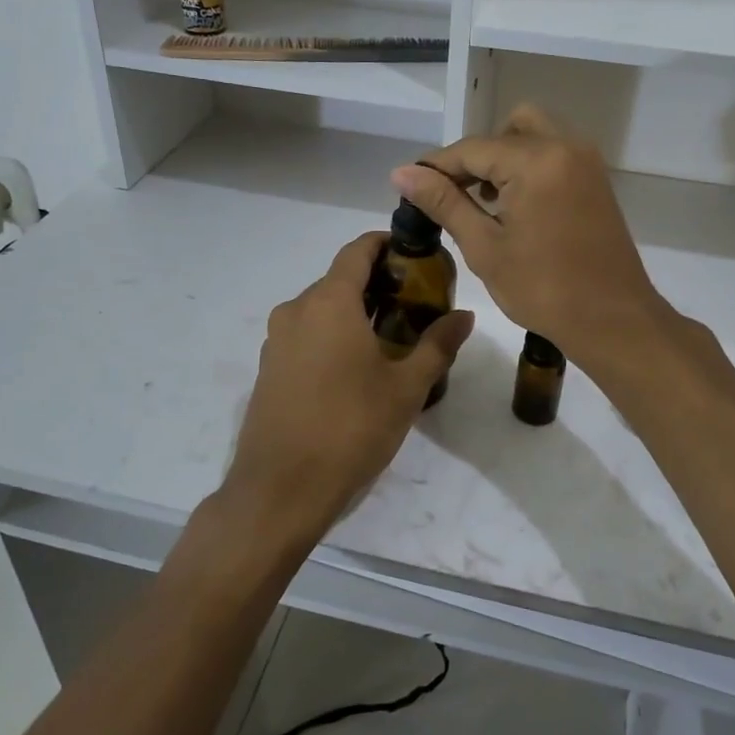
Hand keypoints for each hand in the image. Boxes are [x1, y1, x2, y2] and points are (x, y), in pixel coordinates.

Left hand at [224, 231, 473, 544]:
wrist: (280, 489)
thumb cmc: (350, 428)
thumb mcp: (405, 388)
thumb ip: (437, 345)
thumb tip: (465, 316)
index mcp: (329, 302)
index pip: (357, 251)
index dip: (386, 244)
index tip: (416, 255)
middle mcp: (296, 310)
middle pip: (339, 280)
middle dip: (377, 284)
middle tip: (416, 304)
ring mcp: (276, 340)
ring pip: (321, 309)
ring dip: (354, 312)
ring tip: (392, 338)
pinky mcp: (269, 368)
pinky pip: (305, 335)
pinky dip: (332, 335)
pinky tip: (356, 368)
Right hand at [391, 105, 666, 366]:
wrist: (613, 319)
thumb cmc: (544, 289)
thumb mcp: (485, 247)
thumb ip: (444, 203)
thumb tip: (402, 173)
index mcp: (536, 161)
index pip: (473, 148)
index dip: (437, 166)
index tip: (409, 187)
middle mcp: (565, 147)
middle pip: (507, 129)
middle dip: (476, 156)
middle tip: (456, 194)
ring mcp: (586, 161)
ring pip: (533, 136)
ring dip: (503, 158)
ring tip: (484, 203)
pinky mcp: (595, 180)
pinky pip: (553, 154)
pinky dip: (528, 167)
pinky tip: (513, 206)